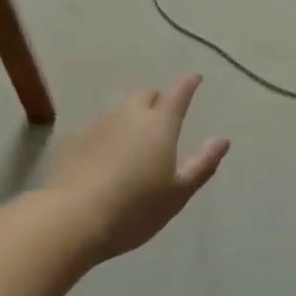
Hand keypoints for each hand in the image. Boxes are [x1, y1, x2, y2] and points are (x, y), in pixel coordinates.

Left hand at [45, 75, 230, 262]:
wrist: (73, 218)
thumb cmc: (136, 208)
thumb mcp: (178, 193)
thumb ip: (202, 164)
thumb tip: (222, 140)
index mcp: (160, 125)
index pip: (178, 94)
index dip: (188, 84)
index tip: (194, 77)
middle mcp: (129, 115)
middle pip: (145, 96)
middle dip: (157, 99)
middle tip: (162, 113)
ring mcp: (98, 125)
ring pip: (119, 111)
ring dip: (130, 117)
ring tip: (133, 139)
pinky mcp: (73, 140)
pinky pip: (96, 129)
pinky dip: (106, 136)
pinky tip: (103, 156)